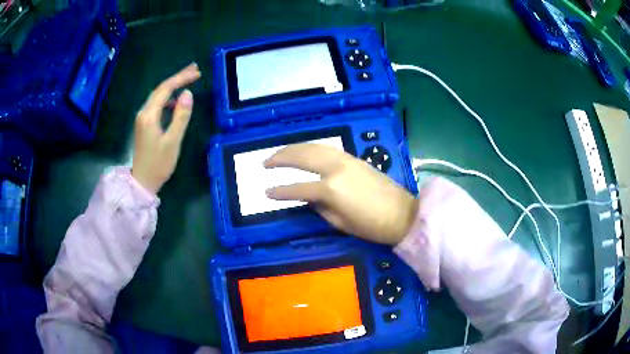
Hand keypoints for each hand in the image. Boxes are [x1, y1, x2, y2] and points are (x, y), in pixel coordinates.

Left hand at [132, 63, 200, 193]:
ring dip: (172, 86)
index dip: (181, 78)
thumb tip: (187, 94)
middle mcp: (143, 113)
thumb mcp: (173, 141)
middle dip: (177, 77)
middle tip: (195, 70)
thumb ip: (181, 117)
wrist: (142, 182)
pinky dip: (168, 98)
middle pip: (160, 89)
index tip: (197, 73)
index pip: (165, 89)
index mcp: (149, 115)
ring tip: (188, 80)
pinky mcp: (144, 124)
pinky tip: (176, 101)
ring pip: (158, 96)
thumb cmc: (158, 164)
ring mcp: (142, 118)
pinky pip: (156, 105)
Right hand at [264, 144, 418, 244]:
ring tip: (279, 153)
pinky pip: (326, 148)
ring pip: (314, 147)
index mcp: (331, 189)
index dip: (280, 191)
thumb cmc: (372, 226)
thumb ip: (320, 208)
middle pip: (302, 156)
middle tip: (265, 162)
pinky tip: (304, 151)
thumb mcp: (340, 223)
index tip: (266, 192)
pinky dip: (311, 147)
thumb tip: (308, 198)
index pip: (298, 187)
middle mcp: (335, 168)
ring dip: (294, 148)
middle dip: (281, 158)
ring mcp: (346, 159)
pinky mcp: (354, 158)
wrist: (402, 214)